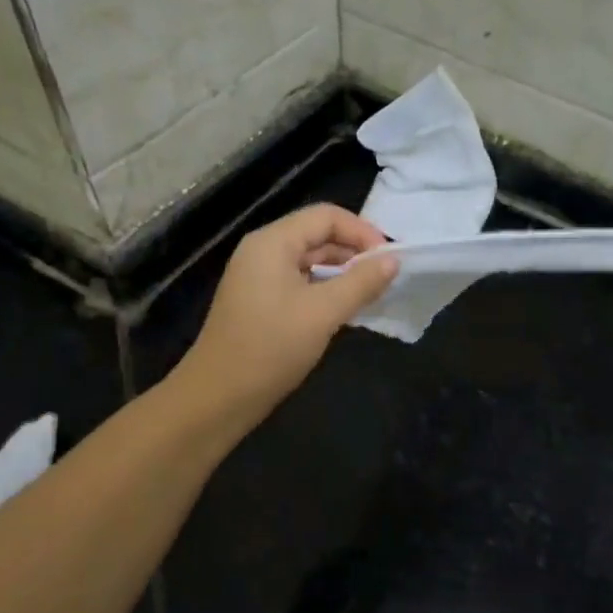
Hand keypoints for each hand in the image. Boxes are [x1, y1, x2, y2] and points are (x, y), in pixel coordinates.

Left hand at [175, 204, 399, 421]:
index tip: (389, 259)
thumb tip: (393, 260)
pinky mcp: (260, 302)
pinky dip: (326, 289)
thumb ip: (361, 283)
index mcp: (272, 243)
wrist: (220, 396)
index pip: (326, 216)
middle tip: (386, 278)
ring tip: (372, 293)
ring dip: (342, 273)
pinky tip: (346, 310)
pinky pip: (300, 282)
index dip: (362, 231)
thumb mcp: (323, 313)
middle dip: (354, 252)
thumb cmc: (271, 348)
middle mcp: (263, 251)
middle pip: (317, 235)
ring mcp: (259, 277)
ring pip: (310, 261)